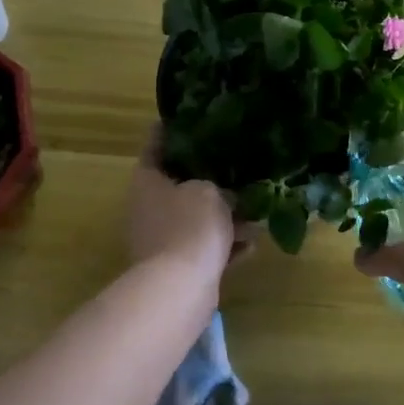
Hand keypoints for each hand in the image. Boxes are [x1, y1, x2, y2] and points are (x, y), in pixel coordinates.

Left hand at [126, 126, 244, 276]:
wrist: (180, 286)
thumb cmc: (190, 225)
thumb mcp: (210, 191)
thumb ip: (217, 185)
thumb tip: (224, 193)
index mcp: (148, 181)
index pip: (156, 147)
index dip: (171, 131)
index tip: (189, 118)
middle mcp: (148, 208)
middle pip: (178, 186)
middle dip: (208, 179)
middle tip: (234, 164)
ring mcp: (161, 239)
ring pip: (196, 219)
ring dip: (223, 217)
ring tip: (256, 210)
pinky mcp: (177, 267)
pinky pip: (205, 248)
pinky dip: (225, 245)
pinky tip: (252, 243)